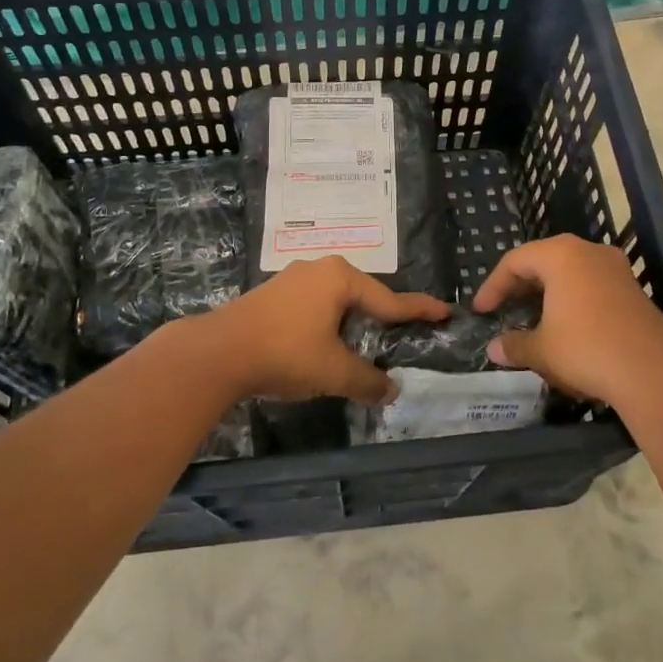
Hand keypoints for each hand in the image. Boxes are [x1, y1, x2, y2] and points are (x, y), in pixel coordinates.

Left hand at [196, 256, 451, 404]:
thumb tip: (390, 391)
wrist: (217, 353)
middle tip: (404, 332)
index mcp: (340, 278)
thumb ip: (366, 381)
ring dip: (352, 323)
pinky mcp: (272, 296)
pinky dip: (328, 324)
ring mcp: (292, 280)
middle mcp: (319, 269)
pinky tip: (326, 343)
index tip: (445, 311)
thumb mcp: (333, 371)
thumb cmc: (286, 353)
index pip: (390, 299)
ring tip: (366, 343)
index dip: (419, 310)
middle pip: (363, 296)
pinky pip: (314, 307)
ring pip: (335, 301)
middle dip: (383, 316)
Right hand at [471, 235, 662, 407]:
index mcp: (561, 255)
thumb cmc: (586, 348)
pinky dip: (571, 301)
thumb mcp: (542, 349)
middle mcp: (589, 252)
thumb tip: (494, 349)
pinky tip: (566, 328)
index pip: (515, 260)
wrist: (654, 372)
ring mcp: (616, 269)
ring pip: (570, 274)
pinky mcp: (633, 291)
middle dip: (520, 287)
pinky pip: (591, 287)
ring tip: (532, 319)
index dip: (493, 285)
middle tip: (503, 310)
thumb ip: (514, 345)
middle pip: (544, 261)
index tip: (481, 310)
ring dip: (547, 295)